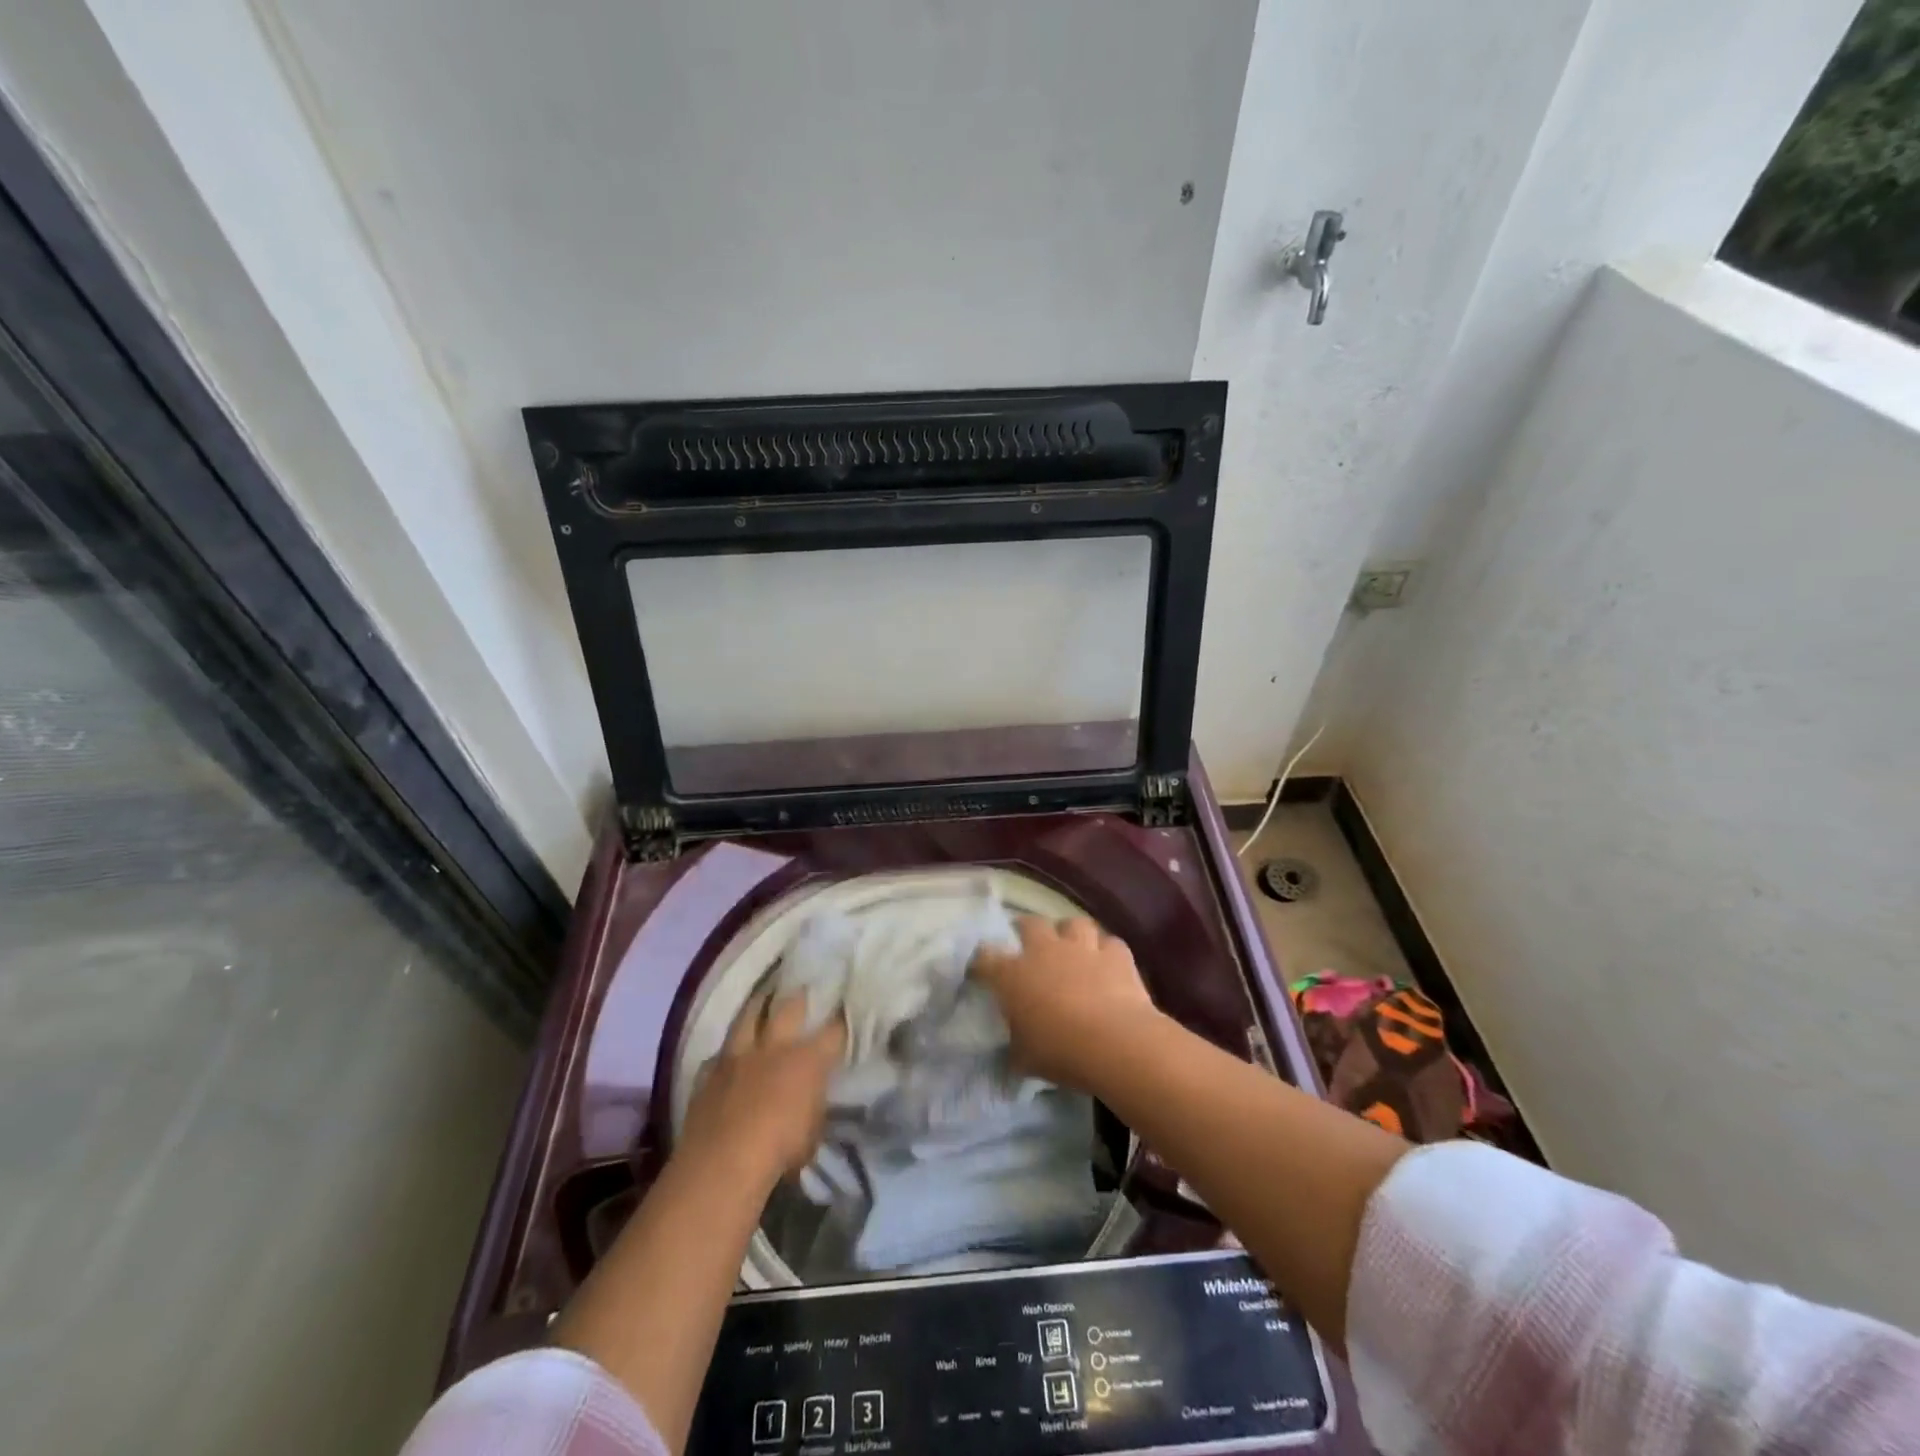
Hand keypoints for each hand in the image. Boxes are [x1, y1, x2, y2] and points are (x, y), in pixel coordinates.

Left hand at [678, 992, 846, 1186]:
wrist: (722, 1163)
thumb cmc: (779, 1151)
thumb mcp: (813, 1133)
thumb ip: (814, 1106)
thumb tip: (813, 1098)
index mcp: (808, 1060)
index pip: (834, 1031)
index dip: (842, 1021)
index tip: (846, 1012)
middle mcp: (774, 1047)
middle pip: (790, 1007)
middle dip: (800, 998)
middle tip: (805, 991)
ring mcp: (738, 1056)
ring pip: (749, 1016)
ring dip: (758, 1007)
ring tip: (764, 999)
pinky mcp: (708, 1072)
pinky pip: (720, 1053)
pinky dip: (728, 1052)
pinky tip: (729, 1055)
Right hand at [972, 916, 1161, 1088]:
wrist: (1115, 1043)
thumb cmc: (1060, 1052)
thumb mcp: (1025, 1059)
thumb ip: (1015, 1047)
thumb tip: (1013, 1048)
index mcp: (1013, 975)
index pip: (986, 958)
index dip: (981, 962)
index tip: (981, 970)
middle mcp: (1045, 951)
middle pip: (1030, 924)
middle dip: (1026, 929)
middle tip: (1027, 942)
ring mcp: (1082, 948)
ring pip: (1074, 923)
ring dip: (1070, 933)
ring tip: (1071, 946)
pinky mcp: (1116, 955)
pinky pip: (1110, 943)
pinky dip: (1107, 950)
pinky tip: (1107, 962)